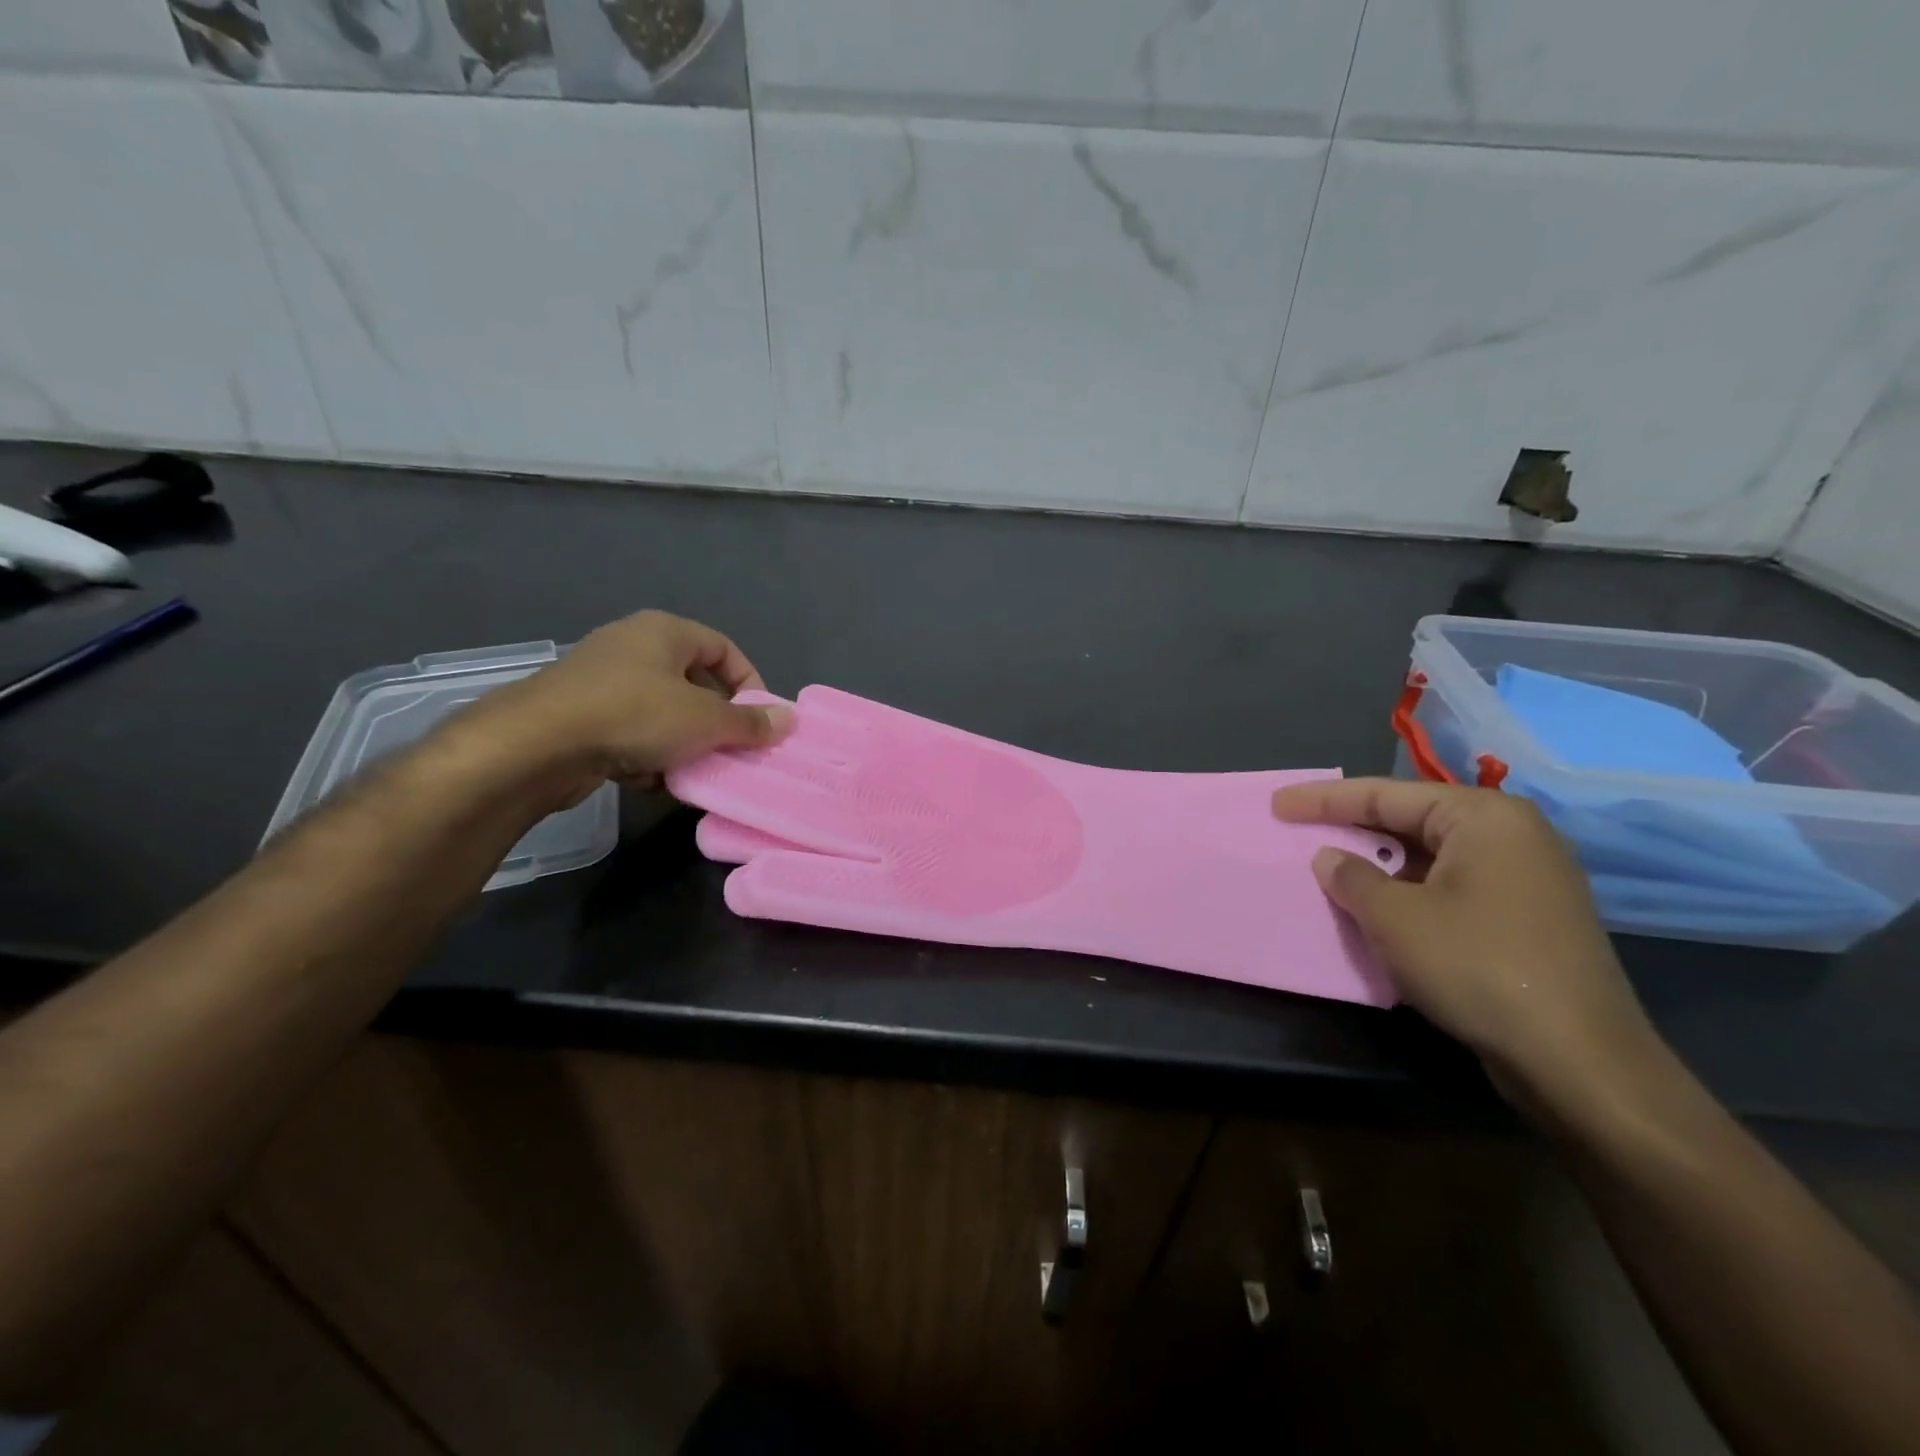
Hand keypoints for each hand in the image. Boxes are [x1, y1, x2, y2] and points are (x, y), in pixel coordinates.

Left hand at [458, 611, 791, 808]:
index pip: (724, 648)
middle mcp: (632, 646)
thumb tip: (789, 719)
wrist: (537, 745)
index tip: (759, 719)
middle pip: (693, 682)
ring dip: (682, 743)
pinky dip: (647, 754)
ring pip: (661, 711)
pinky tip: (653, 781)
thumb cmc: (634, 715)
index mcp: (664, 631)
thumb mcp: (705, 720)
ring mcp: (600, 680)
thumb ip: (750, 722)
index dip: (749, 682)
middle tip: (731, 749)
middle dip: (715, 720)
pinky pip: (630, 732)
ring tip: (695, 771)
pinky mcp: (578, 715)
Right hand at [1271, 777, 1659, 1107]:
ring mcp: (1526, 879)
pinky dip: (1408, 891)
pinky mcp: (1527, 919)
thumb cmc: (1479, 967)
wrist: (1580, 1062)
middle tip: (1300, 830)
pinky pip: (1450, 887)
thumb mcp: (1396, 918)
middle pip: (1411, 820)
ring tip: (1329, 868)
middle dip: (1353, 828)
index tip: (1278, 804)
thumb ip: (1352, 877)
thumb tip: (1330, 858)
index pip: (1386, 794)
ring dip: (1378, 864)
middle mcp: (1512, 836)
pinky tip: (1377, 907)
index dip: (1325, 800)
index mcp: (1484, 817)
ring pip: (1430, 857)